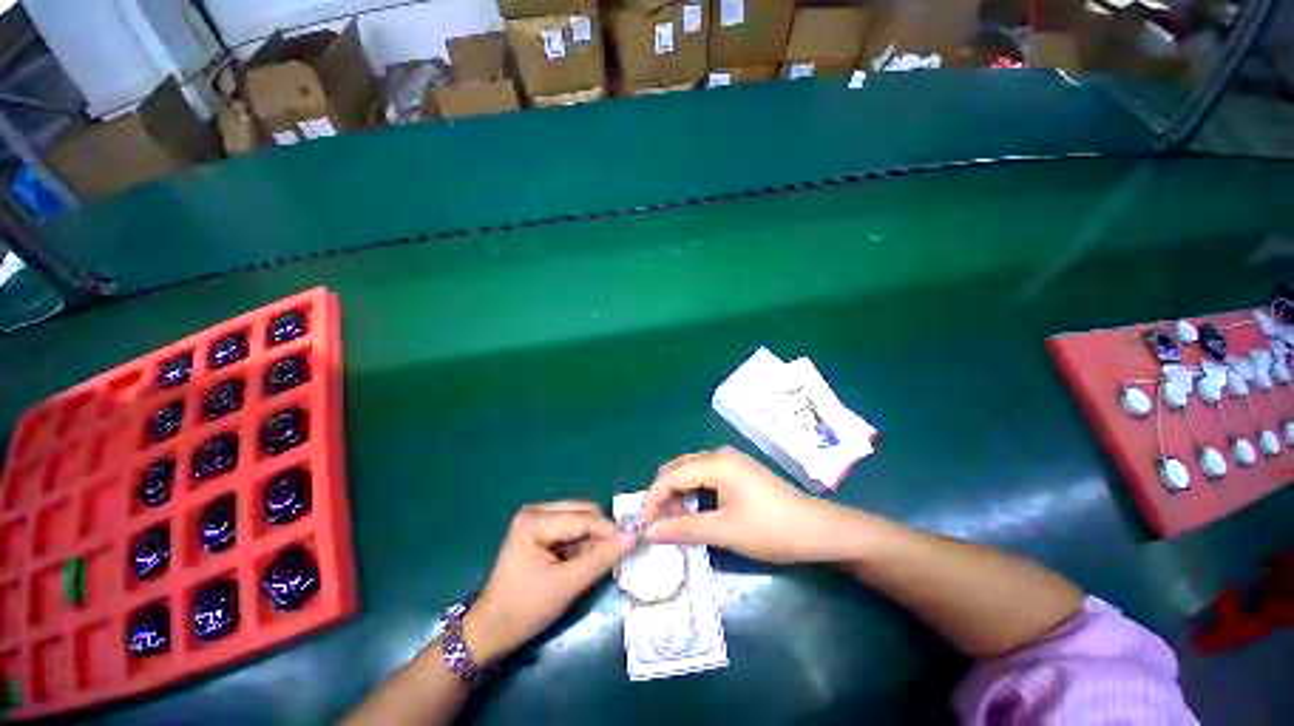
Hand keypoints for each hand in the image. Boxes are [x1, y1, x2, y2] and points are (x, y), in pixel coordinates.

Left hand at [462, 501, 634, 665]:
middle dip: (599, 533)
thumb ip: (601, 559)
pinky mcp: (539, 529)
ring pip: (580, 518)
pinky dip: (581, 543)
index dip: (609, 531)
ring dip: (591, 539)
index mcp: (535, 520)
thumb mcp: (566, 585)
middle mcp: (536, 510)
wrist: (491, 630)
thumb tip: (632, 537)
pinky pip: (571, 527)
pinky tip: (579, 562)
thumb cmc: (524, 609)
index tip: (632, 544)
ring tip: (592, 564)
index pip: (583, 518)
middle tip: (611, 557)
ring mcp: (536, 518)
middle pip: (583, 512)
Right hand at [641, 448, 861, 563]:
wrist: (817, 530)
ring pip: (690, 472)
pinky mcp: (738, 472)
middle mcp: (720, 455)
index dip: (654, 498)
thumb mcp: (724, 530)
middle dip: (663, 494)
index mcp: (716, 462)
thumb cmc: (771, 529)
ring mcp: (730, 462)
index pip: (672, 475)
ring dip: (677, 494)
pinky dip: (692, 493)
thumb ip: (684, 528)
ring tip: (672, 522)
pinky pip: (704, 477)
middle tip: (656, 524)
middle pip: (679, 469)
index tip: (643, 525)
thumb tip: (650, 532)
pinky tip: (692, 511)